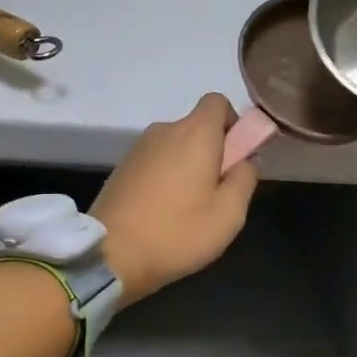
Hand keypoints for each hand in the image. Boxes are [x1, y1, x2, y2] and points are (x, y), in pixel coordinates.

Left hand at [93, 94, 259, 302]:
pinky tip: (163, 211)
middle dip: (212, 151)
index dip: (233, 123)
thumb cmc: (178, 232)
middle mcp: (164, 130)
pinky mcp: (121, 168)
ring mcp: (138, 148)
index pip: (217, 101)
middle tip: (217, 192)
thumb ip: (245, 178)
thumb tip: (245, 160)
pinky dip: (165, 177)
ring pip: (175, 146)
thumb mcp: (229, 213)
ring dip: (187, 166)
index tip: (237, 155)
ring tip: (189, 208)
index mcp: (194, 133)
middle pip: (197, 126)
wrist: (111, 255)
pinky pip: (155, 162)